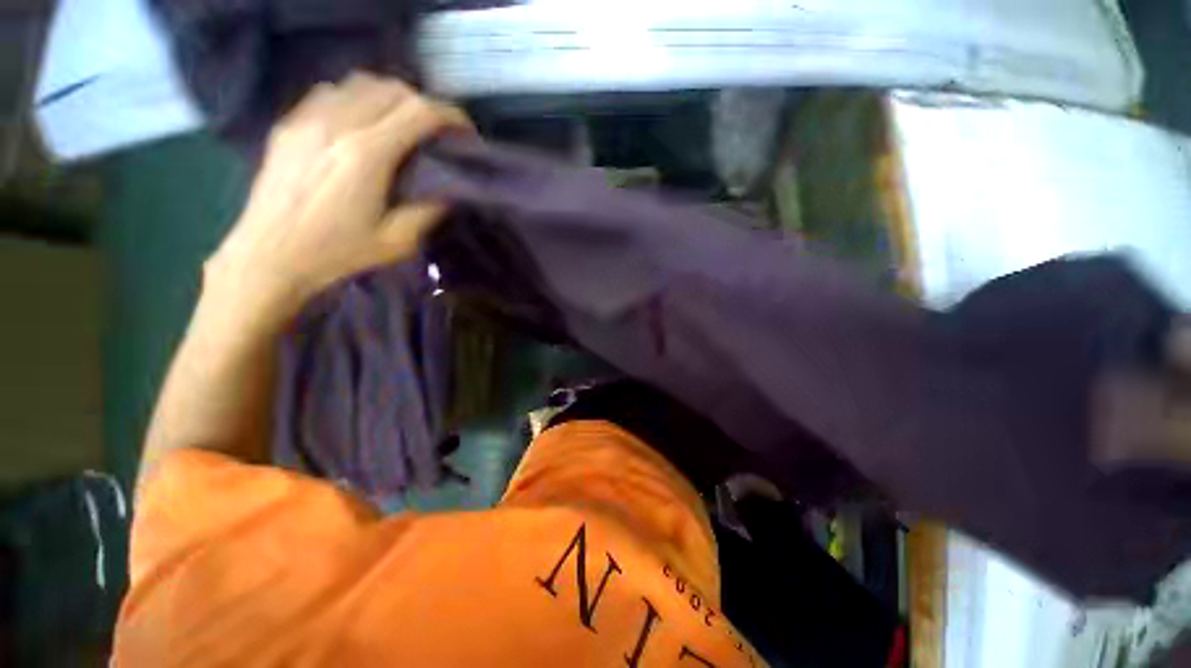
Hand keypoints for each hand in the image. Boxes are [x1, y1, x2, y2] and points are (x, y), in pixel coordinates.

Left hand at [206, 73, 470, 319]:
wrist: (265, 262)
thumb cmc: (326, 257)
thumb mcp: (389, 246)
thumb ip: (427, 212)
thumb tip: (448, 189)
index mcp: (367, 152)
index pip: (423, 110)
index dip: (450, 115)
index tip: (459, 131)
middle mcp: (341, 123)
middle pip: (395, 88)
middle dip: (418, 104)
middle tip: (420, 129)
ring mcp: (310, 119)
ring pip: (361, 82)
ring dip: (382, 95)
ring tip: (382, 119)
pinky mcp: (288, 124)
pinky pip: (327, 92)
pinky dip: (346, 98)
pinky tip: (344, 121)